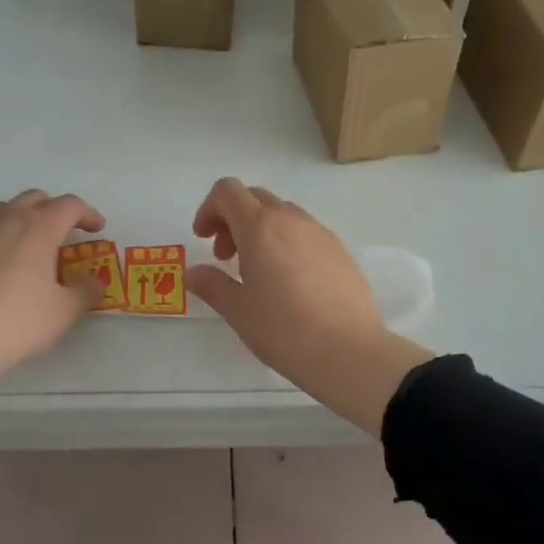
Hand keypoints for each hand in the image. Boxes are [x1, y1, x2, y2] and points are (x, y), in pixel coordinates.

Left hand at [0, 190, 105, 417]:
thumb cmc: (16, 322)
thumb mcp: (63, 313)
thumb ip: (85, 292)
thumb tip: (94, 282)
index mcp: (38, 228)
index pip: (69, 205)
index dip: (88, 213)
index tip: (97, 229)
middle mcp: (5, 221)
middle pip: (34, 198)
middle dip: (54, 210)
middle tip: (65, 234)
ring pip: (3, 211)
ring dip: (23, 219)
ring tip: (30, 247)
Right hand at [187, 178, 431, 435]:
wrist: (350, 352)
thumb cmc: (284, 330)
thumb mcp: (238, 311)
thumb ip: (212, 285)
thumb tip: (193, 273)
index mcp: (261, 227)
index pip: (228, 191)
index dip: (209, 208)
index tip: (203, 240)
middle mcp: (292, 220)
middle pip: (255, 198)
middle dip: (232, 219)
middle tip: (225, 257)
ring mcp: (321, 233)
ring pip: (283, 214)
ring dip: (261, 230)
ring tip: (257, 272)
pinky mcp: (341, 251)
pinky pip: (306, 233)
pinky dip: (287, 243)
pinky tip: (290, 282)